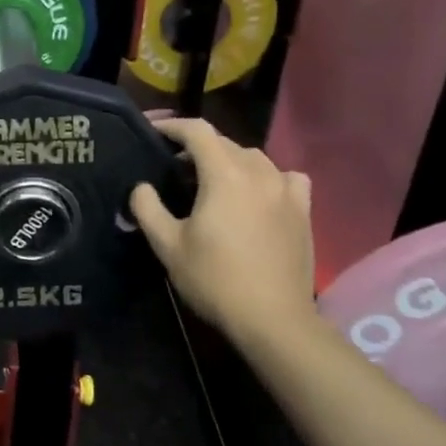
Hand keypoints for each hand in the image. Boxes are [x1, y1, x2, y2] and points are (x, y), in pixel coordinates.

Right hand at [129, 119, 316, 347]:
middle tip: (174, 165)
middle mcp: (259, 172)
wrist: (273, 319)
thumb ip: (148, 209)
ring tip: (213, 180)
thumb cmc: (215, 279)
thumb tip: (142, 187)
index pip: (198, 131)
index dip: (172, 126)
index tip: (153, 132)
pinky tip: (260, 193)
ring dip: (230, 160)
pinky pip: (286, 178)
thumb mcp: (168, 246)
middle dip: (198, 147)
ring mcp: (286, 191)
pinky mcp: (303, 211)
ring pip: (255, 158)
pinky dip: (268, 177)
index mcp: (224, 175)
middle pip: (225, 143)